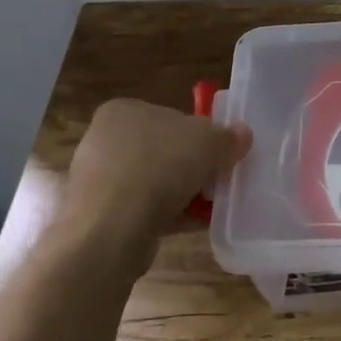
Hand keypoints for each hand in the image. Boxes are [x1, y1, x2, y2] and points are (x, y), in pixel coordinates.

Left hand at [62, 98, 250, 239]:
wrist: (112, 229)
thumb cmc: (159, 168)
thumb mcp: (208, 142)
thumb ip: (228, 137)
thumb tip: (242, 134)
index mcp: (123, 110)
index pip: (171, 117)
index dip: (200, 135)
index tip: (220, 156)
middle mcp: (104, 139)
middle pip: (164, 150)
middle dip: (192, 168)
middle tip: (217, 182)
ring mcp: (98, 178)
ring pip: (154, 182)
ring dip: (182, 193)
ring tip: (208, 208)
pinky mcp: (99, 213)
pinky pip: (143, 209)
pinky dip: (167, 215)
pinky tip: (191, 224)